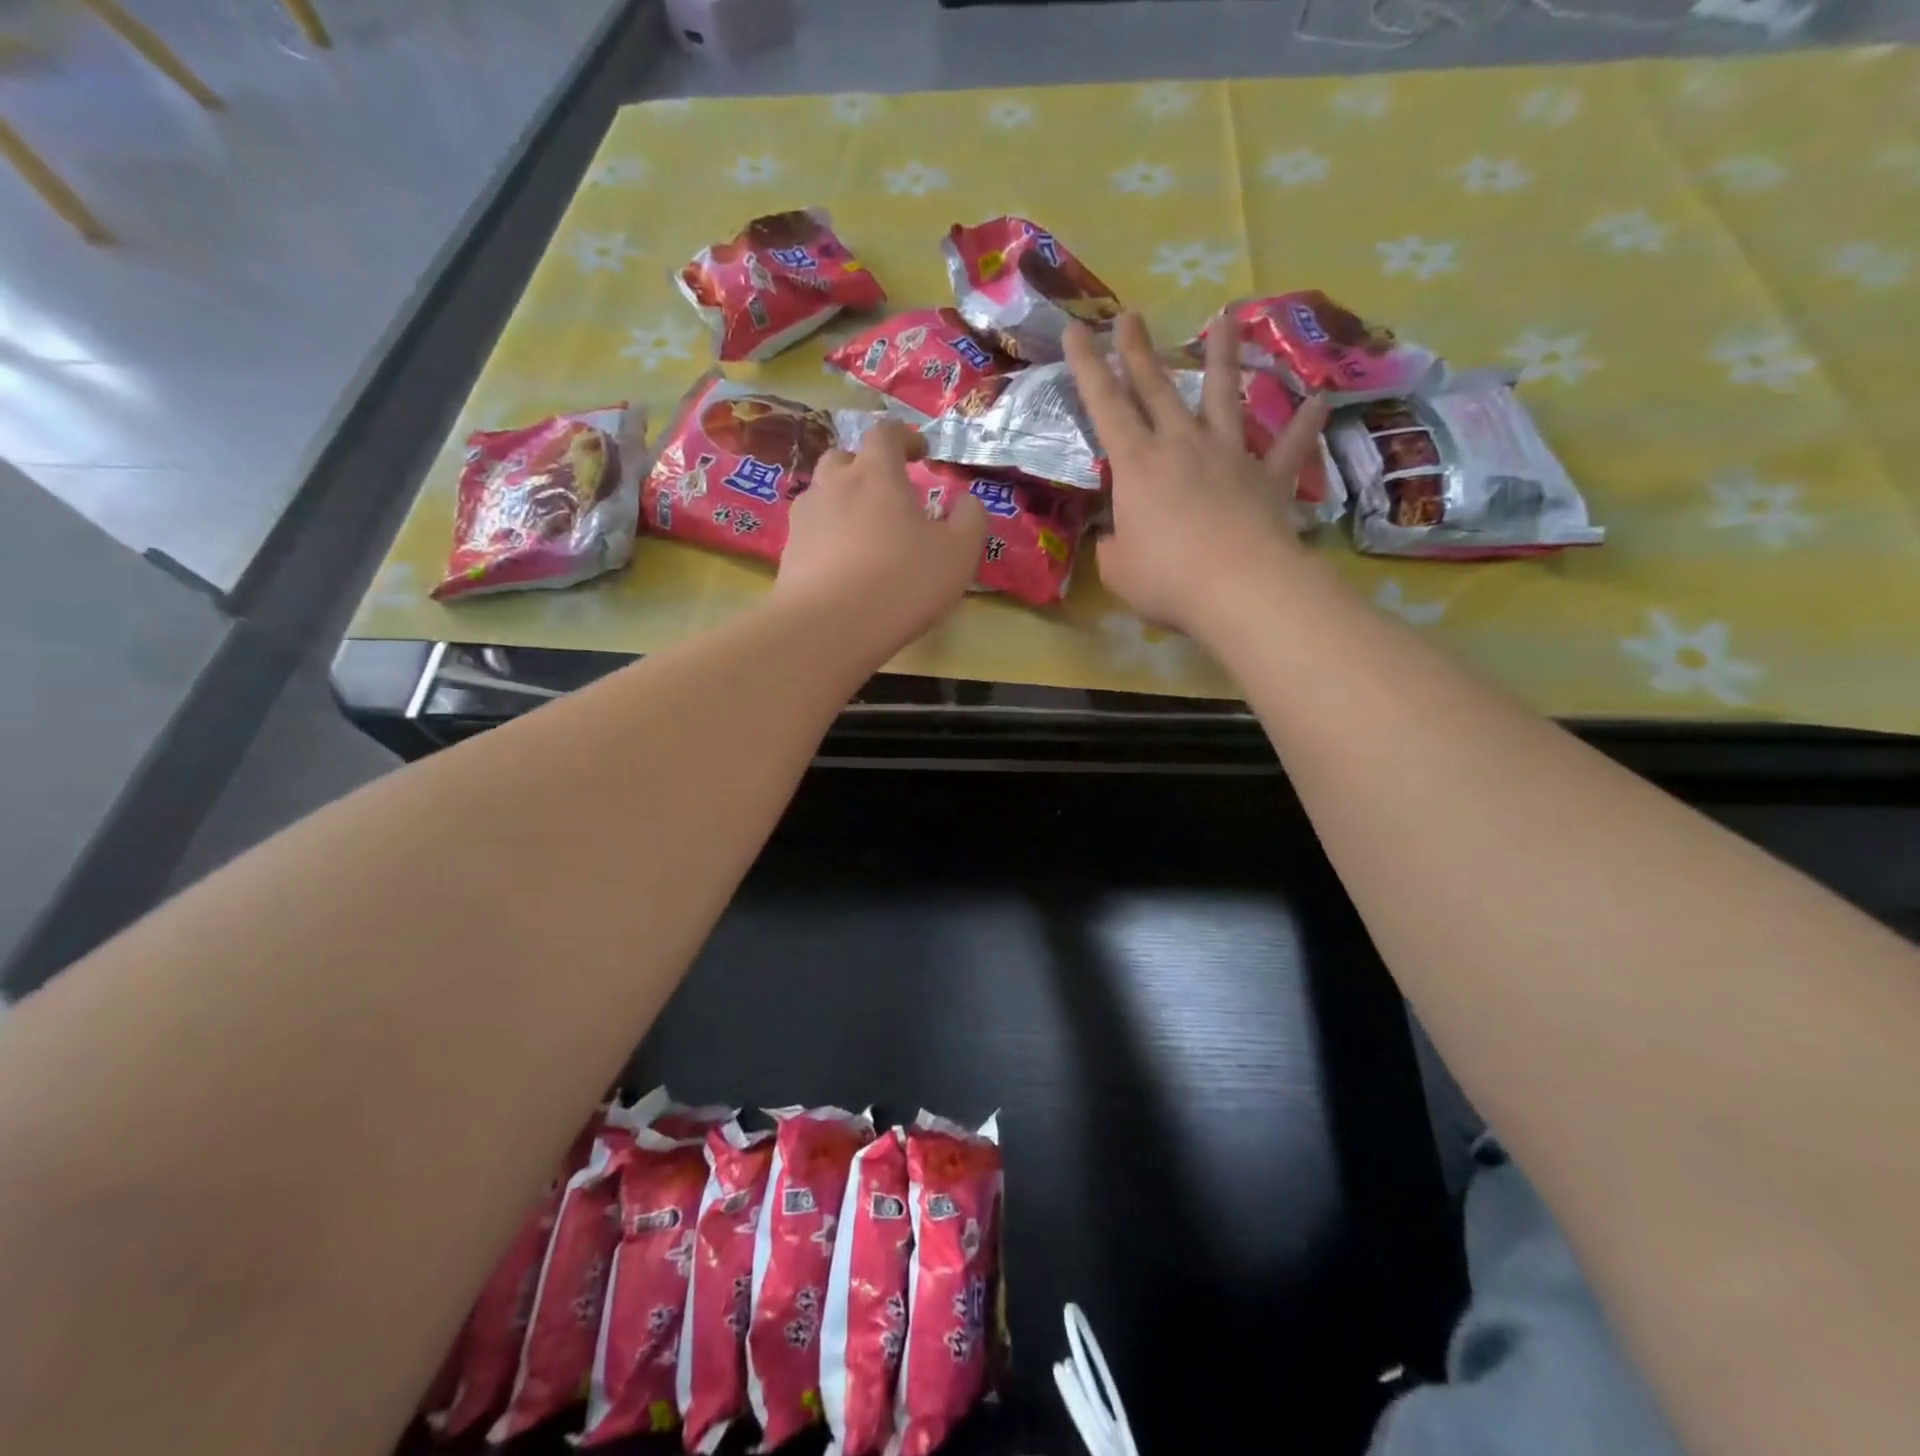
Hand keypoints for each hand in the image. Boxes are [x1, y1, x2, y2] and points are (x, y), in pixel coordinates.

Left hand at [774, 420, 988, 658]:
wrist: (828, 628)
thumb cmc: (901, 583)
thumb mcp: (958, 554)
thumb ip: (970, 520)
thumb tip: (967, 502)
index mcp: (876, 474)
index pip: (886, 433)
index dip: (905, 437)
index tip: (920, 453)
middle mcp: (833, 485)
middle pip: (844, 458)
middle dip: (866, 467)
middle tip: (887, 493)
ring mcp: (805, 518)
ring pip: (823, 494)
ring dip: (843, 502)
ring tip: (864, 531)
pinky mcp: (788, 553)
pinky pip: (811, 532)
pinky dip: (828, 537)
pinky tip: (843, 565)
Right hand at [1065, 312, 1329, 640]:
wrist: (1240, 587)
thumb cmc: (1167, 578)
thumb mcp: (1118, 569)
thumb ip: (1113, 546)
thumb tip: (1117, 537)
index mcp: (1137, 465)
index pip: (1104, 406)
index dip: (1087, 367)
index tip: (1077, 329)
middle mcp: (1182, 446)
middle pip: (1157, 389)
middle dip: (1138, 351)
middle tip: (1130, 314)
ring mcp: (1229, 455)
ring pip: (1222, 396)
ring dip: (1222, 355)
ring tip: (1226, 317)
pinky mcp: (1268, 477)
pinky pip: (1289, 445)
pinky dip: (1304, 423)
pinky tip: (1320, 398)